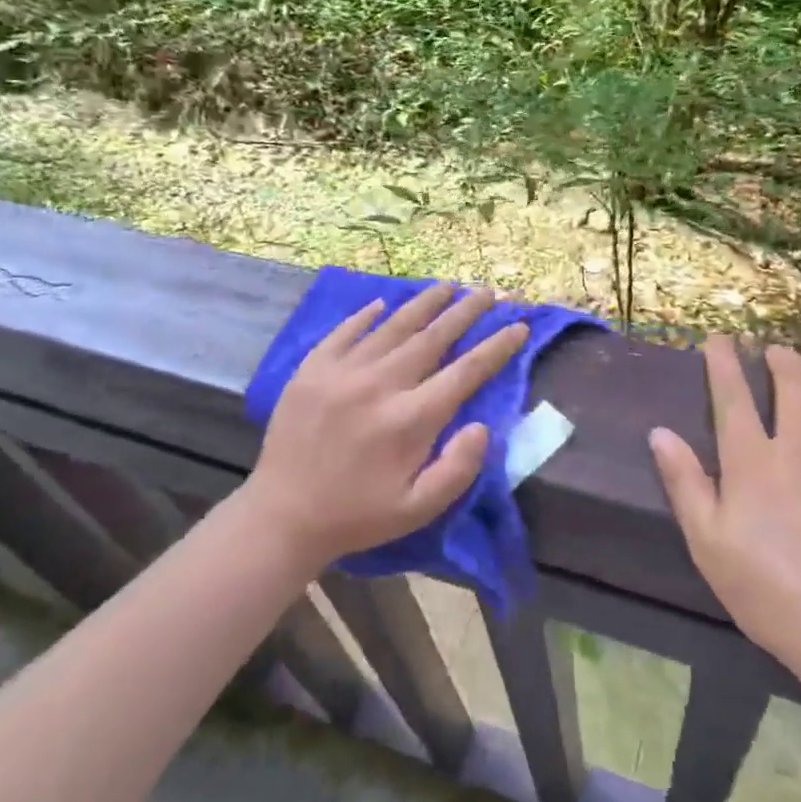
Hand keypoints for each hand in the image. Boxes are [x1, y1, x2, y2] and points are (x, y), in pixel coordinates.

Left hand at [239, 284, 528, 570]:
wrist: (282, 515)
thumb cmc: (358, 515)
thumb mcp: (418, 509)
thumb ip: (458, 468)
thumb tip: (482, 425)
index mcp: (411, 419)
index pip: (466, 371)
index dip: (497, 346)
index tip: (518, 326)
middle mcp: (381, 384)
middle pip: (434, 337)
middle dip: (466, 311)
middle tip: (488, 291)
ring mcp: (343, 371)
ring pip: (393, 325)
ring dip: (425, 303)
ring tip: (447, 286)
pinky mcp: (312, 368)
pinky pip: (346, 330)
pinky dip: (367, 314)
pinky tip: (383, 302)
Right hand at [648, 337, 800, 704]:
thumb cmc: (772, 595)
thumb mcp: (709, 545)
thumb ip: (685, 483)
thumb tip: (660, 432)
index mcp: (753, 462)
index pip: (733, 396)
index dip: (723, 362)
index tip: (719, 338)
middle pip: (792, 384)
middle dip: (779, 358)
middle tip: (774, 350)